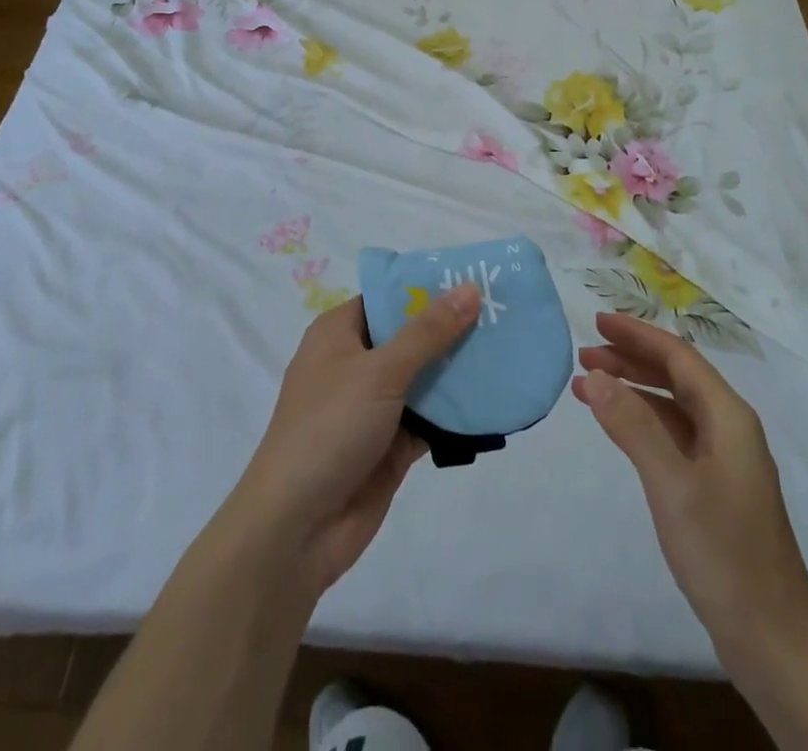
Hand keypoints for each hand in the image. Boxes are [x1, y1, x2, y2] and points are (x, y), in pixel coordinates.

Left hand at [232, 284, 480, 595]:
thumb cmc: (330, 428)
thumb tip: (470, 288)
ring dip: (460, 369)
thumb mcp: (380, 371)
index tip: (476, 278)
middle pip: (411, 336)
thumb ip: (428, 332)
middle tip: (505, 312)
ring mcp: (374, 406)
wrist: (296, 529)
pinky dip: (457, 412)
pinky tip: (496, 398)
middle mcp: (355, 363)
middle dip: (453, 328)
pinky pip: (431, 418)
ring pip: (424, 377)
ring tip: (510, 349)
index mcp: (339, 333)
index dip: (429, 287)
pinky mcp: (391, 444)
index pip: (389, 297)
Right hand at [574, 312, 807, 653]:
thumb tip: (595, 375)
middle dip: (630, 359)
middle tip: (584, 354)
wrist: (774, 640)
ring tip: (587, 387)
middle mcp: (729, 428)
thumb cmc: (724, 553)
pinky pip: (673, 435)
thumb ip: (633, 425)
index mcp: (729, 416)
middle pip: (675, 376)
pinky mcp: (714, 487)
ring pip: (672, 406)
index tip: (597, 320)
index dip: (637, 335)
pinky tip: (617, 427)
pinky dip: (641, 422)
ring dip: (632, 390)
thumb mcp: (672, 485)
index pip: (678, 356)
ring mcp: (723, 460)